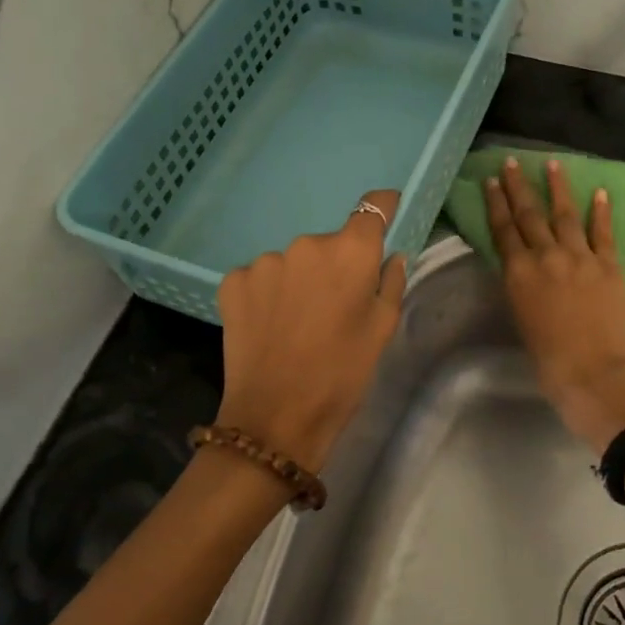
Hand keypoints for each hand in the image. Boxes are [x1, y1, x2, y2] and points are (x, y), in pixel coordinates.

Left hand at [214, 189, 406, 473]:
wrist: (275, 417)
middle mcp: (306, 244)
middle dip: (335, 266)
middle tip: (335, 306)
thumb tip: (391, 255)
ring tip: (298, 323)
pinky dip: (269, 294)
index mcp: (350, 252)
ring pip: (293, 262)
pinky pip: (261, 277)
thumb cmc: (342, 374)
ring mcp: (265, 261)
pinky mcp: (233, 281)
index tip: (387, 210)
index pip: (372, 208)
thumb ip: (391, 282)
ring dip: (299, 280)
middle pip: (329, 243)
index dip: (382, 207)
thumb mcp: (382, 331)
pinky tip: (271, 325)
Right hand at [484, 156, 624, 455]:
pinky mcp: (609, 265)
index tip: (491, 181)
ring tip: (553, 164)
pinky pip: (603, 232)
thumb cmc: (549, 361)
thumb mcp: (521, 319)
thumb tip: (522, 268)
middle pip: (529, 215)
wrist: (595, 375)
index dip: (496, 204)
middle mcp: (546, 257)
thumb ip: (521, 287)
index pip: (503, 230)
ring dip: (557, 188)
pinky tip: (599, 192)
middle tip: (512, 163)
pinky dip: (600, 211)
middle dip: (519, 187)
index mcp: (519, 274)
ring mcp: (580, 258)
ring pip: (565, 214)